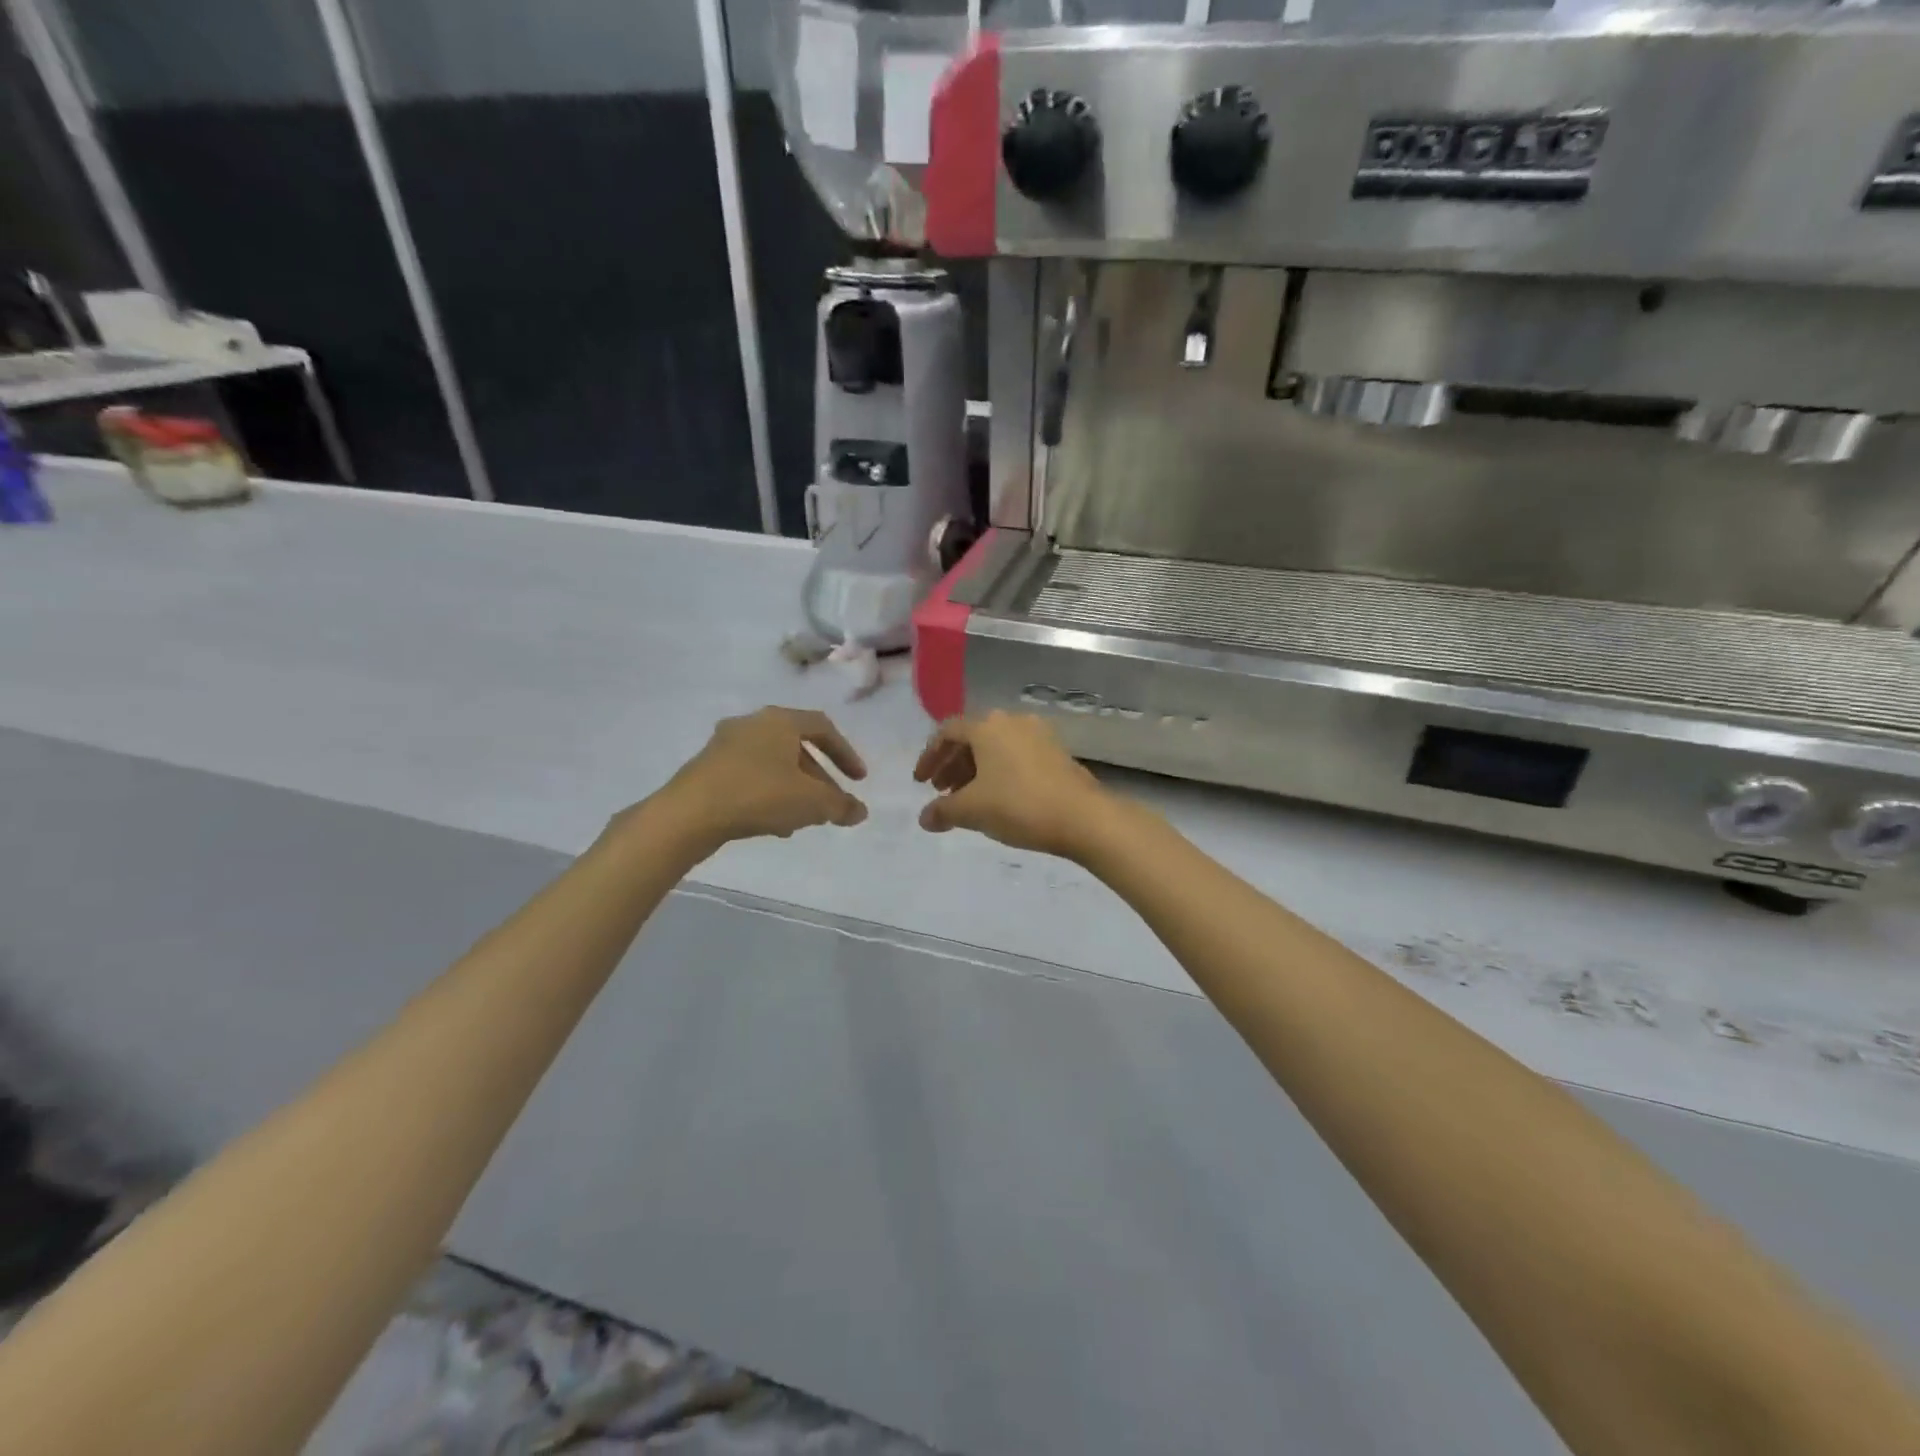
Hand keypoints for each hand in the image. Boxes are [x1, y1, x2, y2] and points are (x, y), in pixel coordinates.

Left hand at [657, 707, 867, 849]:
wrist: (688, 814)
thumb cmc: (758, 795)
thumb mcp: (811, 803)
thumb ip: (840, 805)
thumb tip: (860, 812)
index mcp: (779, 720)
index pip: (823, 727)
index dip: (845, 754)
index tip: (858, 781)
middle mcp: (752, 723)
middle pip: (796, 747)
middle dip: (818, 778)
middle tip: (830, 805)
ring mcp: (725, 744)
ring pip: (773, 764)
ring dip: (794, 789)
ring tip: (803, 819)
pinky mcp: (707, 767)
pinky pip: (750, 776)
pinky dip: (769, 793)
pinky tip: (773, 824)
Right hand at [914, 712, 1112, 859]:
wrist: (1083, 817)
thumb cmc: (1019, 806)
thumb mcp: (972, 810)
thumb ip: (943, 811)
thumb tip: (925, 818)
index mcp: (987, 726)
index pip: (947, 732)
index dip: (929, 756)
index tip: (921, 783)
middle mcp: (1012, 721)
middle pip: (972, 738)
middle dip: (953, 764)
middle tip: (942, 791)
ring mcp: (1038, 734)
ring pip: (996, 747)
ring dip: (976, 769)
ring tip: (968, 799)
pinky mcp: (1057, 752)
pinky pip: (1017, 755)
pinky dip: (1000, 771)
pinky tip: (998, 798)